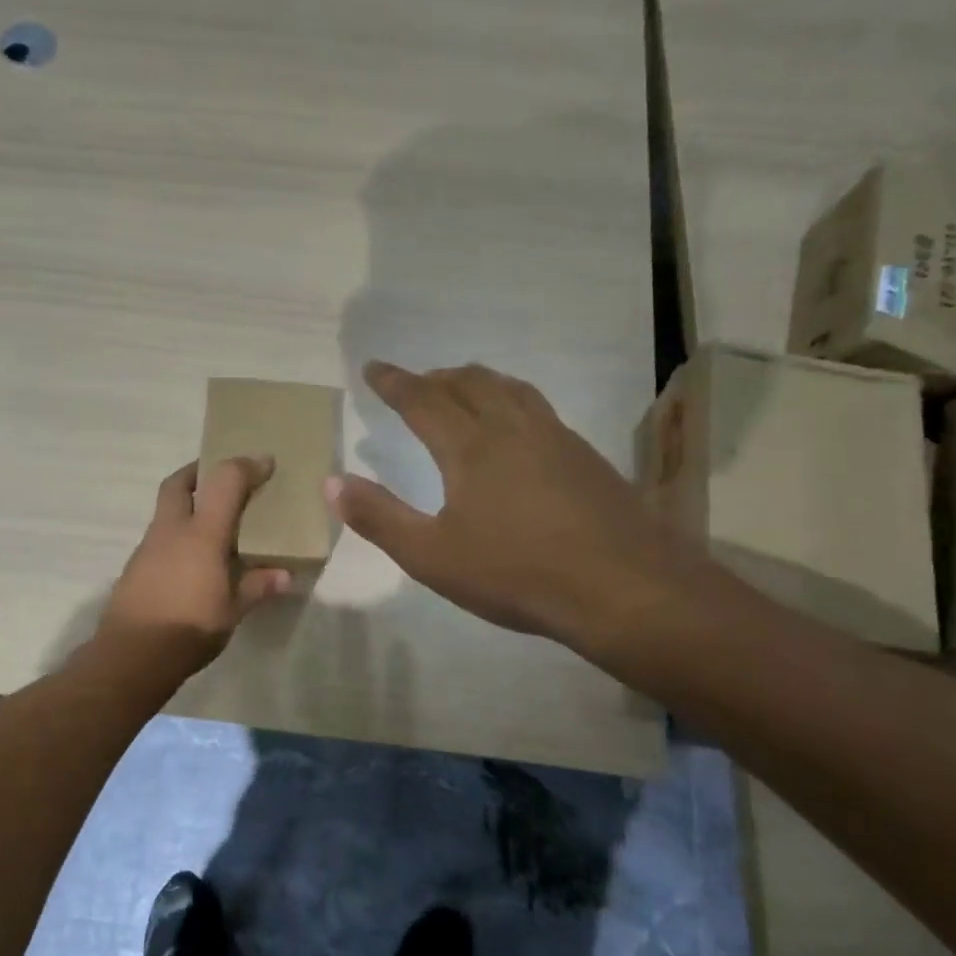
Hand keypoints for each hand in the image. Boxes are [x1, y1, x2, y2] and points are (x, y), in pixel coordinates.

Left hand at [97, 456, 293, 676]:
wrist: (131, 657)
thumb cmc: (189, 628)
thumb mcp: (232, 611)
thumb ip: (257, 587)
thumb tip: (285, 575)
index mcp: (201, 534)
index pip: (224, 482)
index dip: (246, 466)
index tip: (266, 463)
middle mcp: (170, 531)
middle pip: (178, 483)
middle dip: (199, 472)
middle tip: (221, 477)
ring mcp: (147, 548)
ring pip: (165, 511)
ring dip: (187, 505)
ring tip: (212, 523)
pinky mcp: (135, 568)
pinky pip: (160, 538)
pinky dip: (177, 536)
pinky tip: (191, 560)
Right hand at [326, 362, 709, 658]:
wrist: (623, 587)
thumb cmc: (517, 574)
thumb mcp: (432, 556)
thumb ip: (379, 518)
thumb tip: (332, 483)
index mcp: (470, 447)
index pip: (422, 400)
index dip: (394, 382)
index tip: (374, 368)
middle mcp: (512, 428)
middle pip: (469, 383)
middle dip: (436, 378)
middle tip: (416, 382)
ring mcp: (556, 437)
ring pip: (510, 389)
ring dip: (478, 381)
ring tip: (464, 388)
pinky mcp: (586, 456)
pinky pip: (539, 408)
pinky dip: (512, 400)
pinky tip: (519, 427)